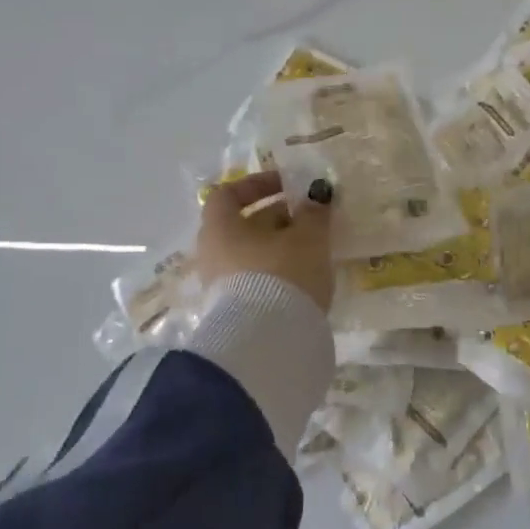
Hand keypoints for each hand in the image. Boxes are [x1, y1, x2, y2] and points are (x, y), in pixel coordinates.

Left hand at [196, 170, 335, 310]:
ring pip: (251, 255)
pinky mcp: (235, 313)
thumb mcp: (309, 237)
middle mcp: (212, 253)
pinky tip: (305, 279)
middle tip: (310, 219)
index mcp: (220, 227)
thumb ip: (314, 212)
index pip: (228, 194)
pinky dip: (277, 273)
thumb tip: (316, 196)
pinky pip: (255, 280)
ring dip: (280, 247)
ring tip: (313, 250)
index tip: (288, 185)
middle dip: (277, 218)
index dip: (257, 184)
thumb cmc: (283, 274)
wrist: (268, 344)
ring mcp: (220, 286)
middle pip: (242, 225)